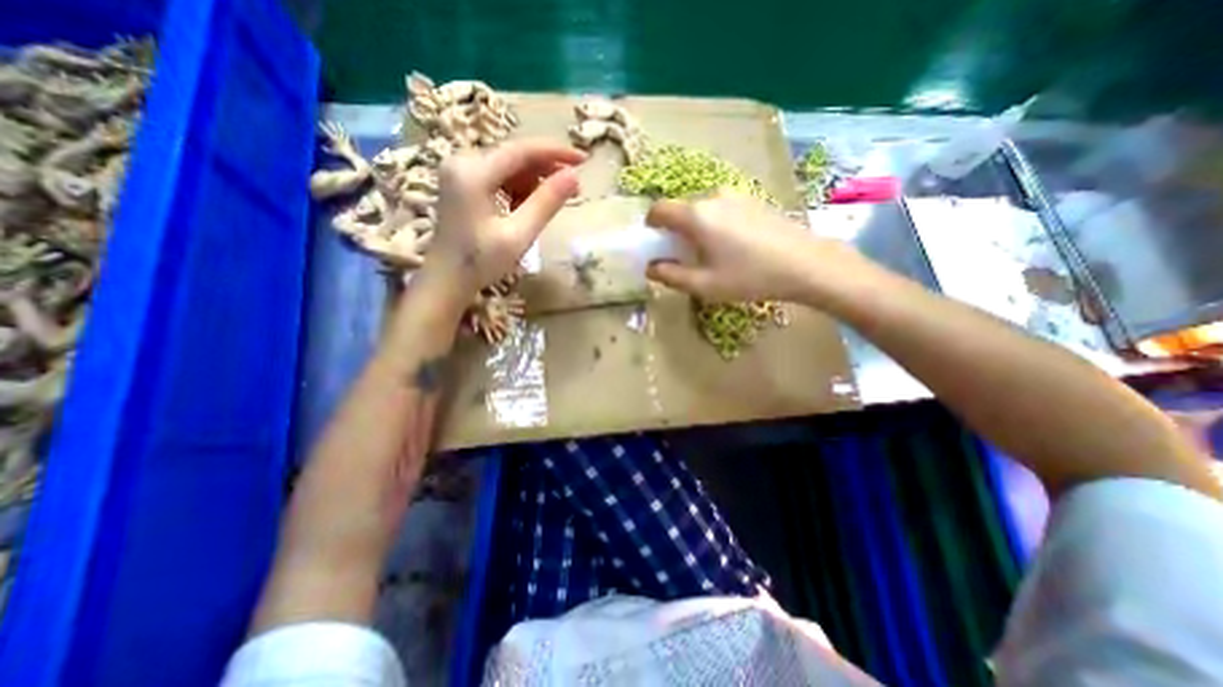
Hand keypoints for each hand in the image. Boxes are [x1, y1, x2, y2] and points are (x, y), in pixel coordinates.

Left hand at [420, 139, 585, 306]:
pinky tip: (526, 209)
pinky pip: (498, 177)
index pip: (522, 150)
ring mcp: (460, 171)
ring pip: (508, 167)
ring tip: (550, 205)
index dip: (556, 152)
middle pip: (515, 156)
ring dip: (533, 182)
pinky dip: (518, 190)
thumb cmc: (480, 262)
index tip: (583, 160)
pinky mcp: (462, 183)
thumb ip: (546, 203)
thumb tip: (573, 176)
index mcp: (473, 172)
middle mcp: (463, 161)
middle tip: (574, 189)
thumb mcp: (518, 235)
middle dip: (546, 170)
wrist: (446, 280)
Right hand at [643, 189, 863, 303]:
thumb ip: (671, 275)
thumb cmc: (749, 276)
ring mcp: (735, 195)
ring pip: (701, 208)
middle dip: (675, 230)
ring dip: (696, 227)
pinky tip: (732, 245)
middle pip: (681, 209)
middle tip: (684, 256)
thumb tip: (651, 268)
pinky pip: (721, 208)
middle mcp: (713, 196)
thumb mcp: (704, 284)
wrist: (805, 263)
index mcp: (696, 215)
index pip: (659, 209)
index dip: (651, 225)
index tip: (655, 243)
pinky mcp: (752, 199)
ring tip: (711, 253)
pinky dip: (714, 223)